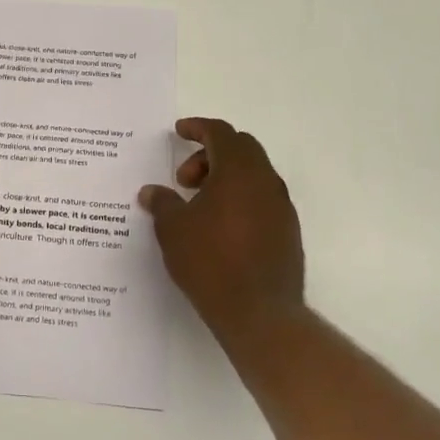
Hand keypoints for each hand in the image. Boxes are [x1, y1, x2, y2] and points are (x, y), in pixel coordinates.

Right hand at [139, 118, 305, 337]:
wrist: (258, 312)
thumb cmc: (210, 262)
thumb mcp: (173, 229)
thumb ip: (162, 203)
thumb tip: (151, 191)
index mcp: (239, 171)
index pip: (221, 133)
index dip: (198, 127)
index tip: (179, 132)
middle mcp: (266, 181)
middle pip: (241, 149)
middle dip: (209, 154)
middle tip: (183, 179)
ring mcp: (281, 206)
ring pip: (253, 174)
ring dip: (225, 178)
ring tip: (198, 205)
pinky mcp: (287, 230)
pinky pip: (261, 199)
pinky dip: (239, 198)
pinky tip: (219, 226)